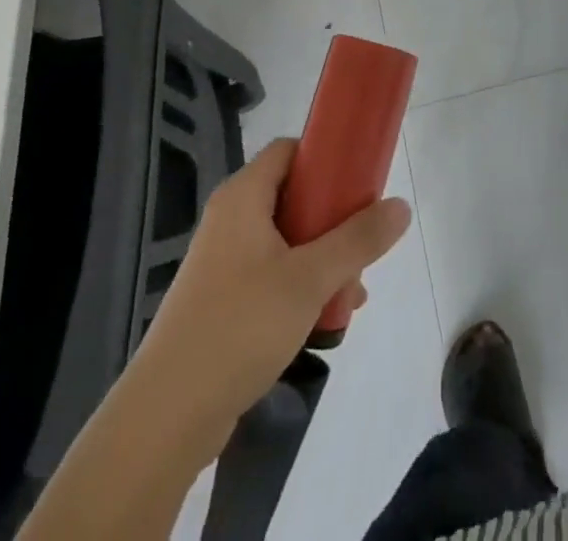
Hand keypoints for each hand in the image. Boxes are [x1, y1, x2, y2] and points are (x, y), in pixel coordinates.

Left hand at [132, 138, 412, 462]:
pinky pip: (273, 274)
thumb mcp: (309, 278)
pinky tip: (327, 319)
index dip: (327, 157)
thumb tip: (401, 206)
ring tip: (352, 294)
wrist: (166, 417)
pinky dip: (302, 286)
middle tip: (363, 246)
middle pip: (295, 197)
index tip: (361, 181)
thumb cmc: (239, 327)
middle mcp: (231, 220)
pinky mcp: (223, 300)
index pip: (290, 151)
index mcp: (243, 197)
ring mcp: (224, 262)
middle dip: (335, 221)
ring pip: (288, 241)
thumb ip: (358, 240)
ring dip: (325, 260)